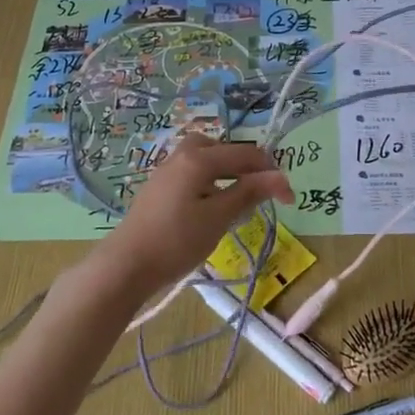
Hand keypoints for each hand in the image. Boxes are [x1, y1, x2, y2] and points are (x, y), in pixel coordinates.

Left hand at [93, 139, 291, 299]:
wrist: (125, 265)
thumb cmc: (176, 241)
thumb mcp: (219, 217)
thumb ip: (249, 192)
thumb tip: (280, 177)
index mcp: (199, 158)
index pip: (246, 155)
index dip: (271, 174)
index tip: (289, 200)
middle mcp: (182, 155)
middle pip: (222, 148)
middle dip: (246, 166)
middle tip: (259, 193)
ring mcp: (166, 170)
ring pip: (205, 159)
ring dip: (226, 173)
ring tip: (236, 200)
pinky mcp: (158, 187)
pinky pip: (192, 172)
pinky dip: (209, 181)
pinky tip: (209, 208)